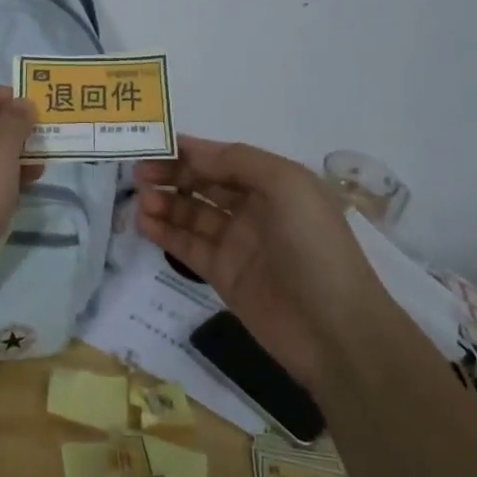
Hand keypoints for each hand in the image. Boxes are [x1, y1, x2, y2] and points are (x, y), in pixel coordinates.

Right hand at [136, 137, 368, 392]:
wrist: (336, 332)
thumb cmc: (314, 247)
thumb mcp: (286, 185)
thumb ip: (236, 160)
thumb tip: (191, 150)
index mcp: (274, 182)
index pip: (223, 158)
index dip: (190, 151)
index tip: (153, 145)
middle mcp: (255, 208)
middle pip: (204, 183)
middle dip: (172, 174)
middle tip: (139, 174)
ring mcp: (238, 243)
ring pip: (191, 214)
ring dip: (165, 203)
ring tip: (141, 201)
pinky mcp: (223, 275)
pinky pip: (188, 246)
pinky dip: (165, 233)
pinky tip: (144, 223)